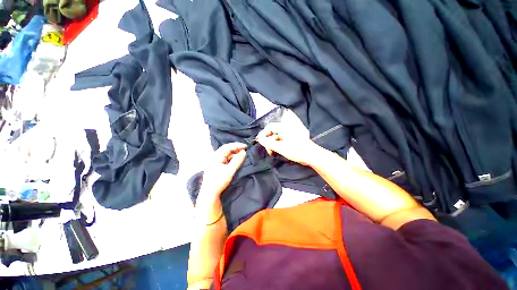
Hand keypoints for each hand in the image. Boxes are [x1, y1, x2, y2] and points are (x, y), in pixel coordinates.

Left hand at [199, 142, 246, 201]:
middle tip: (245, 149)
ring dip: (235, 154)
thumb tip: (244, 152)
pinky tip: (237, 160)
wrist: (210, 194)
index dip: (237, 145)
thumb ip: (237, 160)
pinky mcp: (218, 167)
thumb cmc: (219, 181)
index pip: (227, 147)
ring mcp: (216, 162)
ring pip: (227, 155)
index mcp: (216, 157)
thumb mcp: (230, 170)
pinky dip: (232, 159)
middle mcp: (215, 158)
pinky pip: (226, 160)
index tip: (245, 146)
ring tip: (242, 154)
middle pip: (226, 150)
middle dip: (236, 149)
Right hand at [256, 122, 319, 165]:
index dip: (263, 134)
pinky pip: (281, 139)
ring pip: (276, 136)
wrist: (311, 155)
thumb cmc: (296, 150)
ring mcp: (289, 133)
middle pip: (273, 132)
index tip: (259, 141)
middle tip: (268, 150)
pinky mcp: (292, 138)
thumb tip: (259, 139)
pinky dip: (278, 144)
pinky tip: (277, 151)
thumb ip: (268, 143)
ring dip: (273, 144)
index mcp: (284, 127)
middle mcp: (286, 128)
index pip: (269, 127)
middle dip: (268, 141)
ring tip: (272, 152)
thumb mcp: (280, 148)